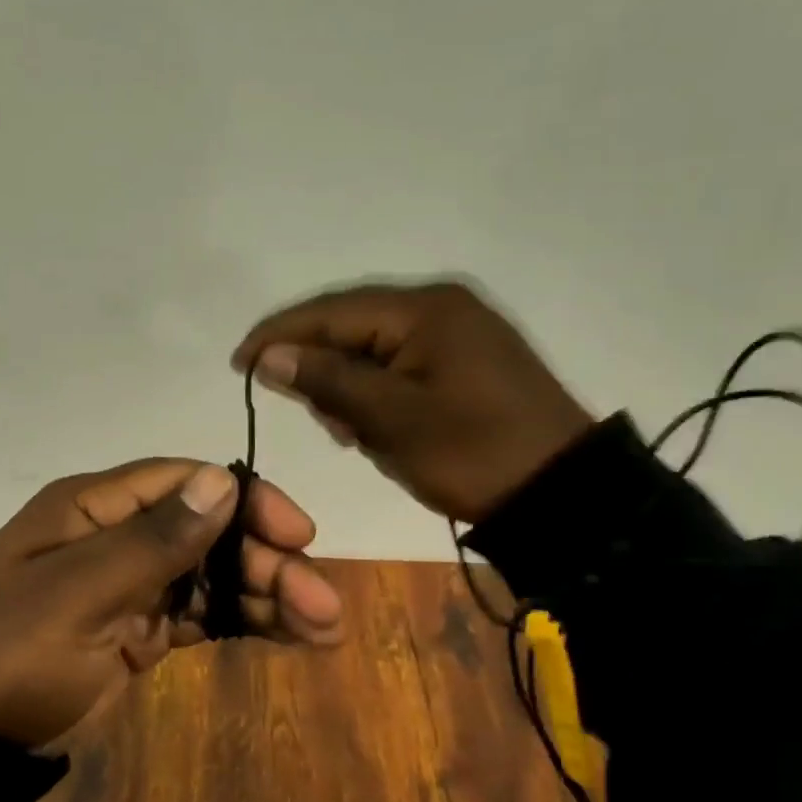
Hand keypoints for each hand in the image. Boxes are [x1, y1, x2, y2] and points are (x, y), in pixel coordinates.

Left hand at [0, 459, 342, 747]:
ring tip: (325, 628)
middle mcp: (117, 535)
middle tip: (323, 604)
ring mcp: (130, 583)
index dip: (244, 499)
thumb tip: (222, 479)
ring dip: (268, 594)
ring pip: (213, 574)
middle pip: (208, 531)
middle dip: (268, 561)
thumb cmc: (10, 655)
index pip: (182, 482)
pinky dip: (243, 622)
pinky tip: (292, 637)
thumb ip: (151, 542)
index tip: (297, 532)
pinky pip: (200, 614)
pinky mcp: (139, 629)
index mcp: (93, 508)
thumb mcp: (76, 596)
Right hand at [232, 280, 593, 523]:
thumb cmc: (472, 454)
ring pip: (373, 348)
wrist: (563, 494)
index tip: (237, 364)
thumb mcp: (390, 419)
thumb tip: (269, 355)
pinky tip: (376, 426)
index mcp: (424, 309)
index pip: (331, 312)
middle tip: (314, 417)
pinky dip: (377, 393)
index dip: (278, 335)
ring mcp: (457, 332)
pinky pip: (400, 365)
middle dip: (320, 369)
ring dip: (349, 386)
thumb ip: (326, 380)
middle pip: (351, 326)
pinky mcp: (465, 360)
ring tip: (350, 432)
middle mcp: (440, 307)